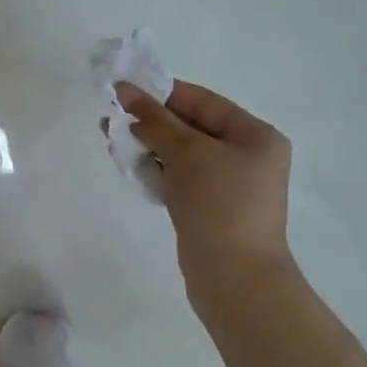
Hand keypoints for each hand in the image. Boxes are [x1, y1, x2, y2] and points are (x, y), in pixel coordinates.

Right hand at [116, 80, 294, 295]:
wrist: (235, 278)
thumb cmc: (219, 204)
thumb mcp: (187, 152)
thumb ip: (154, 119)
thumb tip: (125, 89)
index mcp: (255, 135)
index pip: (203, 101)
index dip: (162, 93)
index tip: (124, 88)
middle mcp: (247, 156)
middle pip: (191, 127)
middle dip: (151, 122)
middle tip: (111, 117)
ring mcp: (229, 184)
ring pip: (182, 154)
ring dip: (149, 146)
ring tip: (113, 141)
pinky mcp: (210, 208)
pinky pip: (180, 178)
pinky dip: (157, 171)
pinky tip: (131, 167)